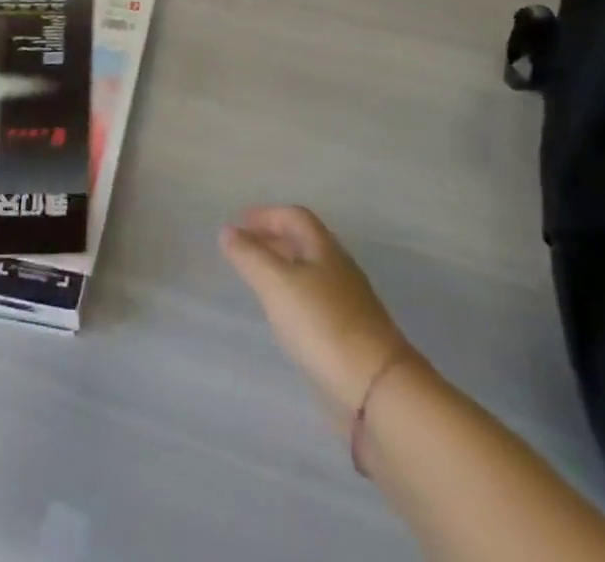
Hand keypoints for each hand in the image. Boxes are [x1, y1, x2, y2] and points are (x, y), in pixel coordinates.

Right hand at [221, 206, 418, 425]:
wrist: (377, 389)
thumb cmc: (322, 324)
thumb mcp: (277, 284)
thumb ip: (250, 256)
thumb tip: (227, 230)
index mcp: (324, 248)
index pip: (295, 217)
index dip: (267, 215)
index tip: (240, 222)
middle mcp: (339, 269)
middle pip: (305, 242)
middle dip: (274, 239)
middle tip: (245, 247)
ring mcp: (349, 303)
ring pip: (311, 272)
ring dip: (284, 268)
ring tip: (259, 279)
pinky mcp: (351, 336)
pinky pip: (317, 302)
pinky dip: (295, 297)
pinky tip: (284, 316)